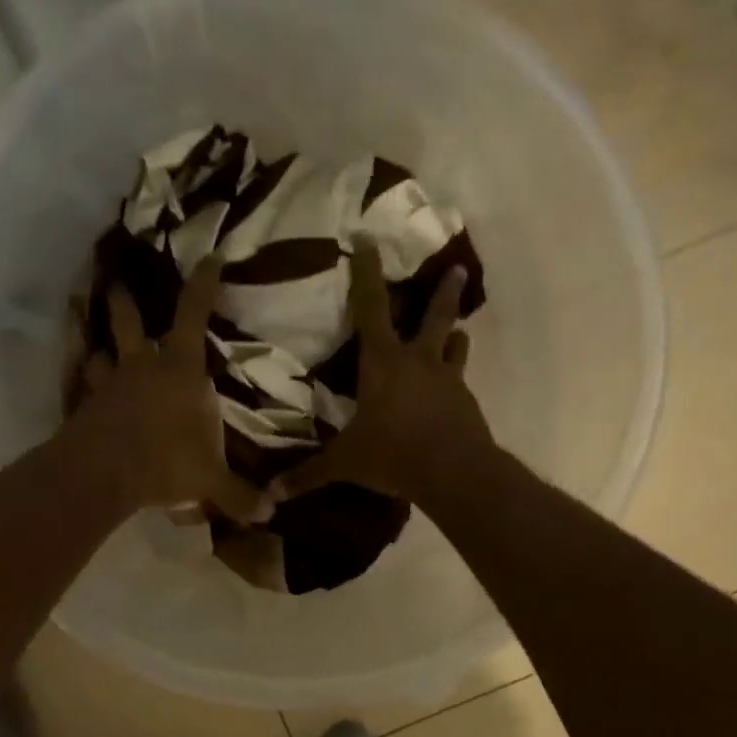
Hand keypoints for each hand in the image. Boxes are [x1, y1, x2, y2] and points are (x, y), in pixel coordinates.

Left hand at [66, 257, 267, 520]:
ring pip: (101, 354)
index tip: (209, 258)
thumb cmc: (164, 461)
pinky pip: (87, 390)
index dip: (202, 284)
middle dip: (125, 302)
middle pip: (130, 323)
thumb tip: (270, 514)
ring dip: (101, 347)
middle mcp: (142, 368)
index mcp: (180, 371)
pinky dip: (89, 389)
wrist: (100, 474)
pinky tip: (88, 396)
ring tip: (98, 345)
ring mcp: (110, 386)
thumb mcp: (209, 481)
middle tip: (117, 284)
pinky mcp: (87, 409)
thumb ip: (239, 495)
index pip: (192, 315)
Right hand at [272, 241, 495, 507]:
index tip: (369, 241)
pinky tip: (452, 392)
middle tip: (456, 268)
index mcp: (383, 362)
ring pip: (454, 346)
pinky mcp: (467, 402)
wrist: (455, 473)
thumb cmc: (394, 455)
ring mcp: (448, 379)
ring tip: (457, 331)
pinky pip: (460, 381)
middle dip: (443, 291)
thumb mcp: (346, 464)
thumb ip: (308, 475)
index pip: (371, 307)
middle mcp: (418, 361)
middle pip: (434, 316)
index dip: (367, 273)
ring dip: (454, 336)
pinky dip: (455, 379)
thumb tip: (269, 495)